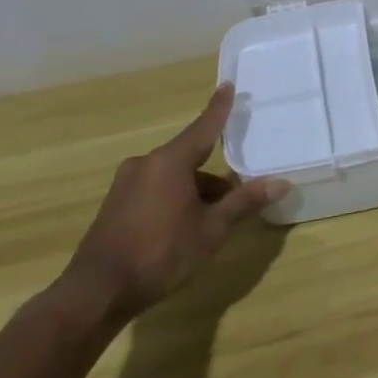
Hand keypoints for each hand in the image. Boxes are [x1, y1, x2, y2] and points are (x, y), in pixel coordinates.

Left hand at [59, 83, 286, 324]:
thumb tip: (281, 183)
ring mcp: (126, 185)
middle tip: (237, 193)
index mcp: (169, 161)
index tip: (227, 85)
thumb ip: (244, 202)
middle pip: (189, 157)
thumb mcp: (211, 229)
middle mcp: (145, 164)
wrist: (96, 292)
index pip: (203, 127)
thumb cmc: (160, 253)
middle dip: (214, 175)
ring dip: (195, 190)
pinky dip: (175, 199)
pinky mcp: (115, 206)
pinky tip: (184, 227)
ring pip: (172, 177)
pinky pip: (155, 190)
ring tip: (214, 219)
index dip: (219, 108)